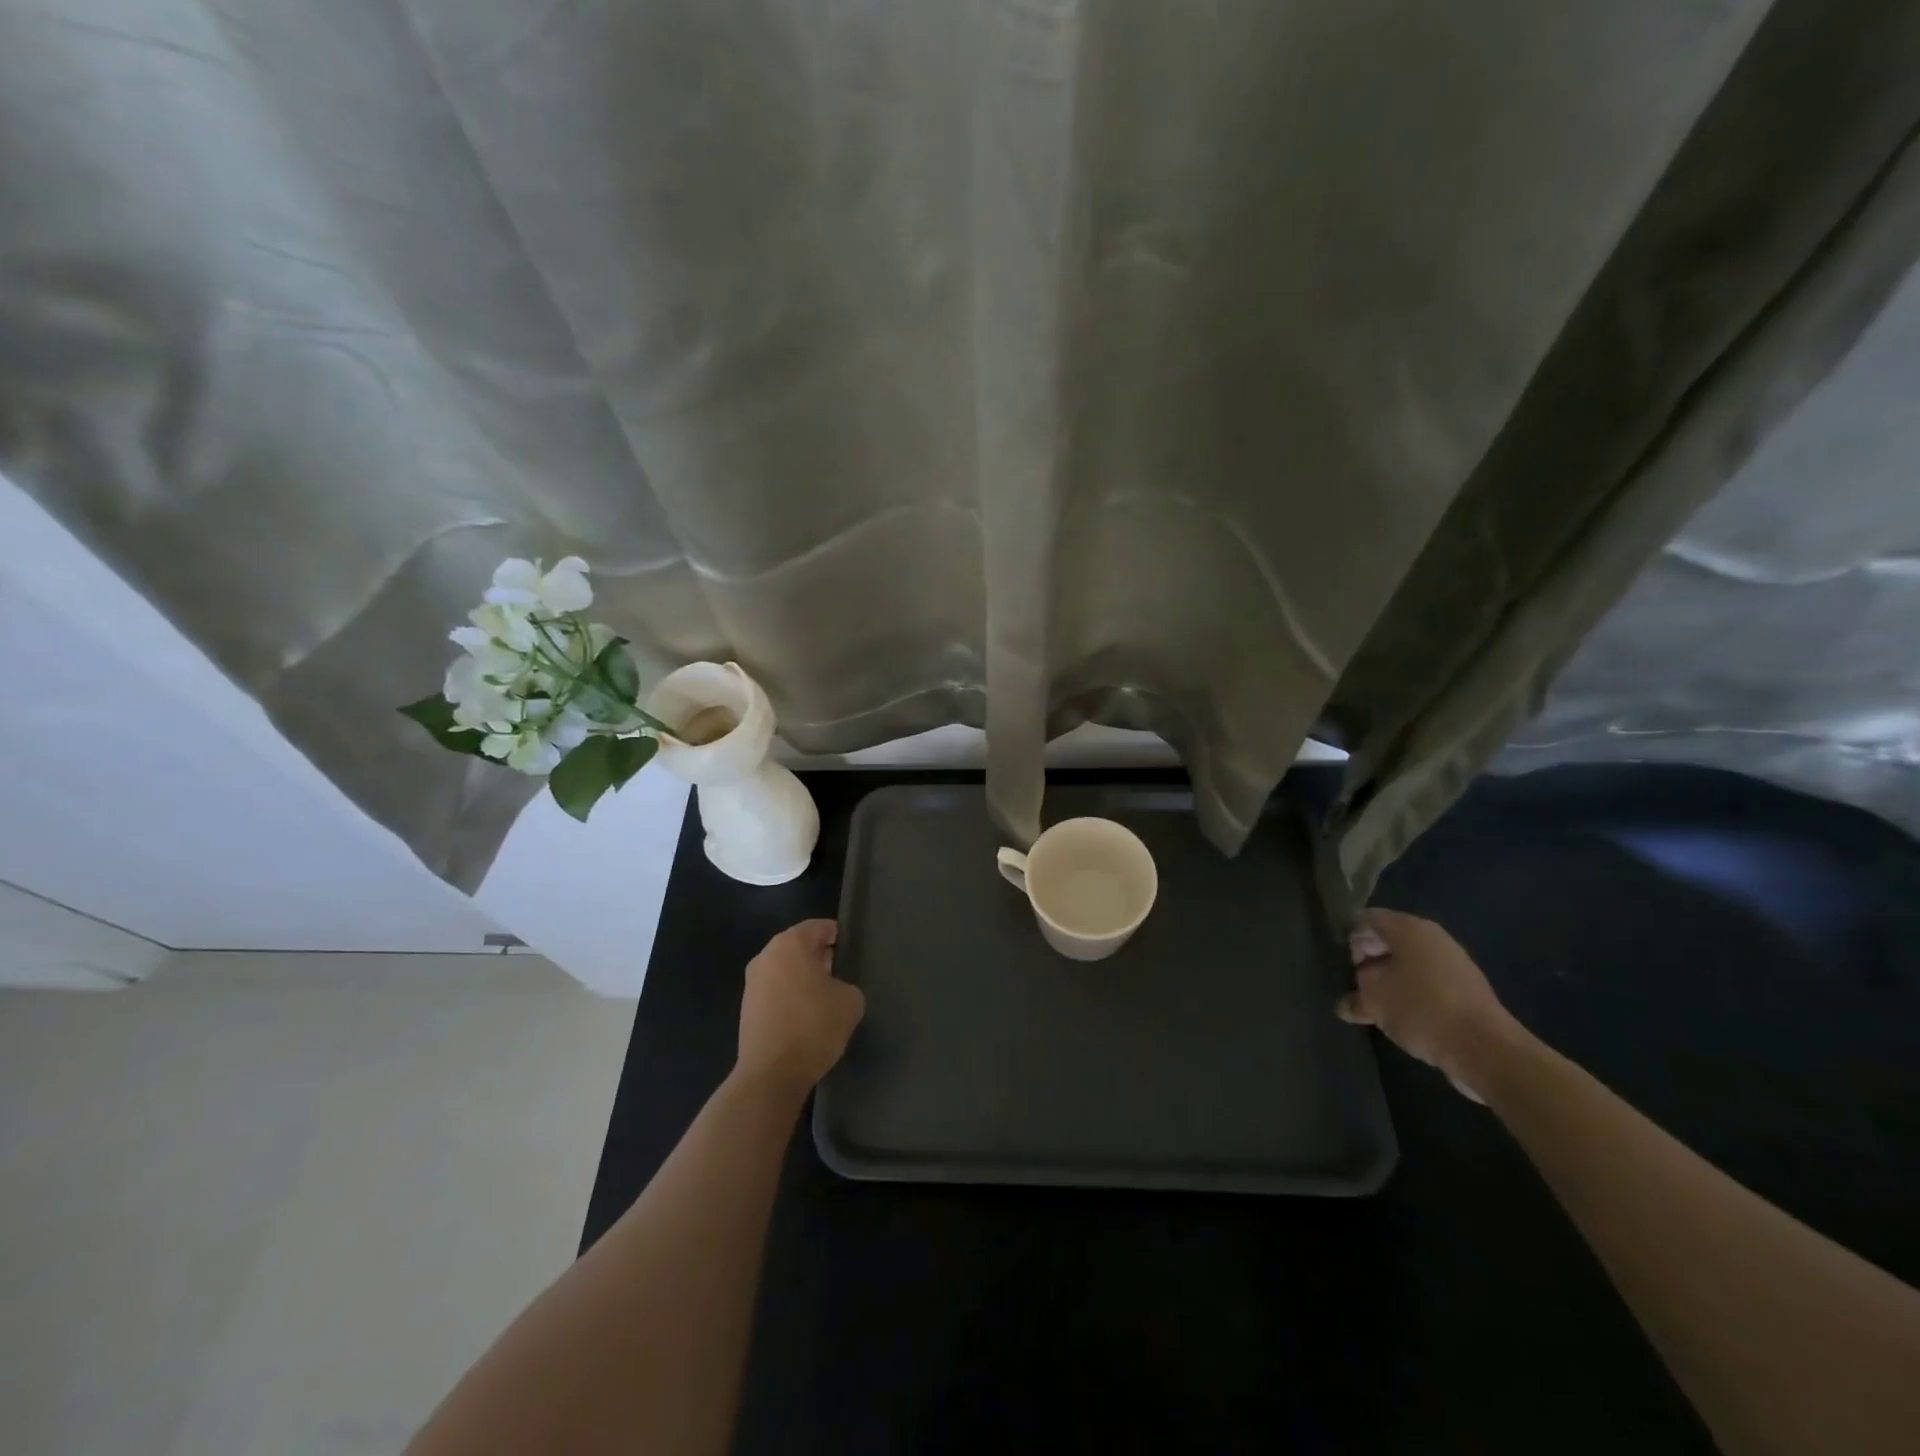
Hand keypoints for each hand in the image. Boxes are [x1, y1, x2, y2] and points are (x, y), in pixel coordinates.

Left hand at [735, 919, 865, 1096]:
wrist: (771, 1074)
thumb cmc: (814, 1026)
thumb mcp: (850, 1001)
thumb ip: (847, 985)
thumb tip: (836, 990)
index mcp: (791, 943)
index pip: (820, 927)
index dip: (838, 936)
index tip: (851, 952)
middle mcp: (767, 955)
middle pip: (799, 946)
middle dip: (820, 957)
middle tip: (841, 975)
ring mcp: (752, 982)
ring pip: (785, 969)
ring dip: (803, 978)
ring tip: (825, 1000)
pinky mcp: (746, 1007)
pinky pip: (775, 991)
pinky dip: (790, 996)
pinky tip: (805, 1018)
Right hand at [1336, 909, 1528, 1102]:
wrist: (1486, 1049)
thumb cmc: (1421, 1010)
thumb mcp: (1374, 1000)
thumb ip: (1355, 996)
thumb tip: (1347, 1003)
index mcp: (1409, 929)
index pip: (1368, 919)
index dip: (1350, 938)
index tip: (1342, 964)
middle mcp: (1433, 938)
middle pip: (1389, 940)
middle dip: (1369, 960)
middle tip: (1356, 985)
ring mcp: (1454, 964)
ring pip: (1409, 964)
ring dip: (1390, 980)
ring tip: (1376, 1005)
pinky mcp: (1467, 990)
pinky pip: (1428, 983)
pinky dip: (1412, 994)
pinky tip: (1403, 1017)